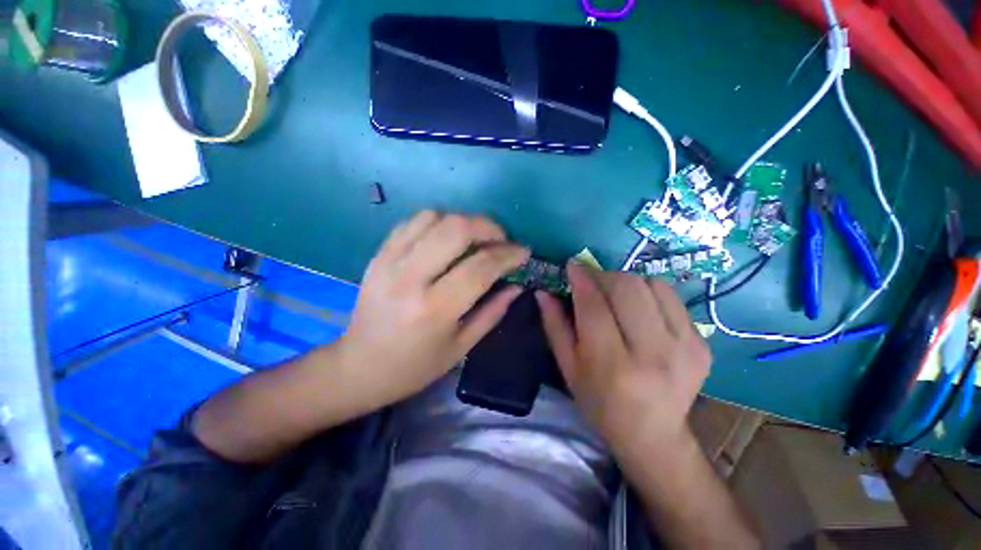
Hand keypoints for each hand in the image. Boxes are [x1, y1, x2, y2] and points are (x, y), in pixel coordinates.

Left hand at [338, 211, 528, 407]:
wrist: (359, 366)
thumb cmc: (415, 366)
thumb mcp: (461, 347)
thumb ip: (492, 312)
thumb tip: (517, 286)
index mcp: (435, 309)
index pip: (481, 266)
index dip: (508, 254)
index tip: (523, 252)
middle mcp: (411, 278)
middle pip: (457, 229)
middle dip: (488, 227)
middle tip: (501, 239)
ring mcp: (390, 262)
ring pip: (433, 217)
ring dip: (463, 221)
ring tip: (475, 238)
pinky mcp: (378, 255)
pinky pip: (412, 222)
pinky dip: (437, 222)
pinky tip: (446, 238)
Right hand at [536, 262, 710, 455]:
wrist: (653, 435)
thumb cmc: (599, 402)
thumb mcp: (568, 368)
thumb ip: (554, 326)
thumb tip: (543, 292)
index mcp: (612, 364)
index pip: (594, 305)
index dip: (581, 279)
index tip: (573, 265)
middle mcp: (652, 353)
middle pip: (626, 288)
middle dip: (603, 275)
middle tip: (591, 281)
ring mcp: (684, 347)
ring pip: (650, 285)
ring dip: (625, 281)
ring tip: (613, 294)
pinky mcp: (701, 344)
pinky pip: (671, 296)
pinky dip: (649, 291)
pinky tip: (638, 307)